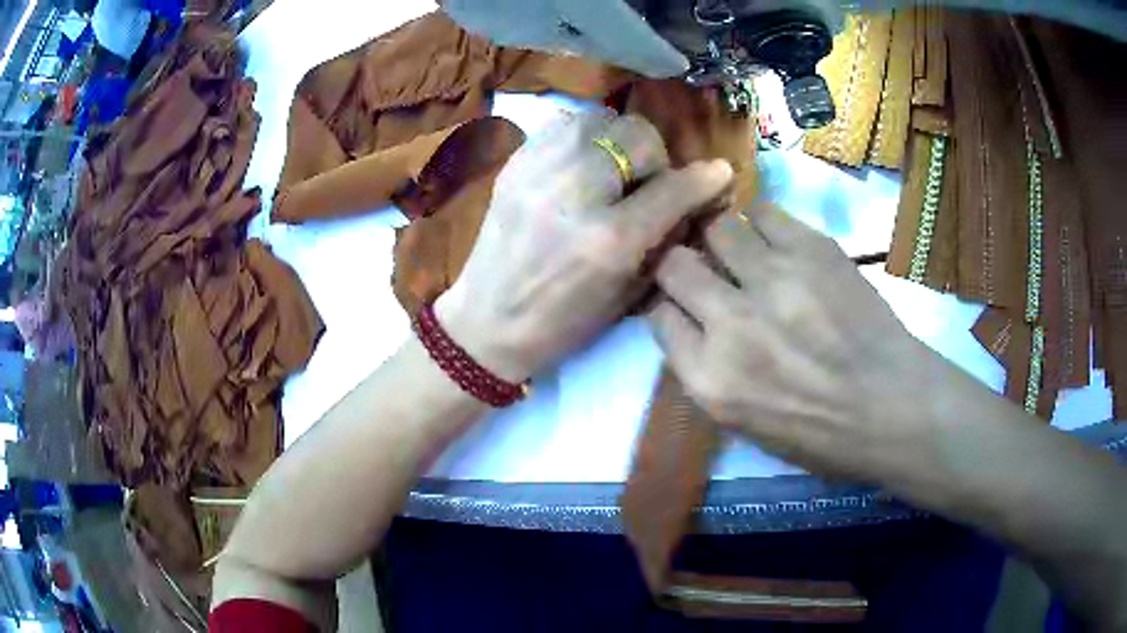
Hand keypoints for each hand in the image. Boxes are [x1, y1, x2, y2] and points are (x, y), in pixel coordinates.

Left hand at [437, 112, 733, 382]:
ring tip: (613, 172)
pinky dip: (586, 137)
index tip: (719, 173)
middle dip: (655, 159)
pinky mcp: (516, 162)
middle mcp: (575, 193)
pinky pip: (565, 123)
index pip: (673, 187)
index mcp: (608, 239)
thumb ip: (668, 237)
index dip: (705, 178)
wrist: (486, 322)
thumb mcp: (629, 293)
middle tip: (646, 185)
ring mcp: (539, 170)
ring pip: (602, 121)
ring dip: (620, 142)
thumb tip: (701, 195)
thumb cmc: (563, 324)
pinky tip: (582, 164)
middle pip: (638, 137)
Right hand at [650, 205, 937, 480]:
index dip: (669, 304)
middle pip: (675, 265)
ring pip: (717, 228)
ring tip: (746, 251)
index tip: (685, 303)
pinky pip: (764, 212)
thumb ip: (707, 371)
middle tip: (706, 269)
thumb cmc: (821, 433)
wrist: (892, 407)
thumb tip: (693, 320)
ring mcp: (773, 281)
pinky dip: (762, 222)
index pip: (658, 316)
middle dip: (682, 265)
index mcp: (711, 380)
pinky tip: (777, 240)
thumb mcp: (744, 424)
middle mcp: (732, 325)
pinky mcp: (812, 250)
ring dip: (724, 239)